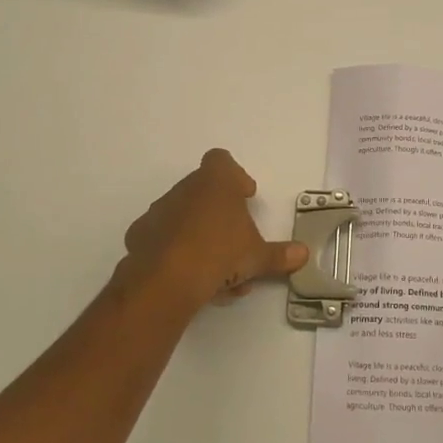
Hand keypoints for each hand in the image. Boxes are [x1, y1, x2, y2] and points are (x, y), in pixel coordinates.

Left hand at [115, 149, 307, 318]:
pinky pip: (164, 238)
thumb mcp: (257, 257)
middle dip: (221, 213)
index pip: (222, 161)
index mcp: (216, 183)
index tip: (246, 196)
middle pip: (204, 190)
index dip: (236, 176)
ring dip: (201, 236)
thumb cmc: (219, 254)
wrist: (164, 281)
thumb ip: (280, 255)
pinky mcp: (140, 236)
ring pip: (184, 217)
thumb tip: (303, 254)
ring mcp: (159, 212)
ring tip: (217, 272)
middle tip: (235, 240)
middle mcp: (185, 189)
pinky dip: (177, 251)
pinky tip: (190, 277)